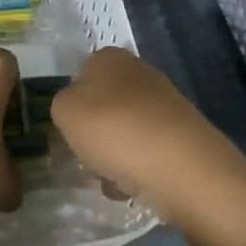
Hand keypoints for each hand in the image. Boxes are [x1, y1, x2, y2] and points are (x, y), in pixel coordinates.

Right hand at [51, 47, 240, 214]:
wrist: (183, 167)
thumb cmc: (115, 130)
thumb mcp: (64, 111)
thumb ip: (61, 104)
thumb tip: (77, 110)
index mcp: (108, 57)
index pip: (79, 77)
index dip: (73, 106)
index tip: (72, 131)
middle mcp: (138, 72)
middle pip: (103, 106)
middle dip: (95, 134)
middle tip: (90, 158)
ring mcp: (164, 103)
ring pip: (124, 131)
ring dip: (115, 156)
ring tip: (114, 180)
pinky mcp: (183, 135)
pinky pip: (148, 152)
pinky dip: (139, 170)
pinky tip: (137, 188)